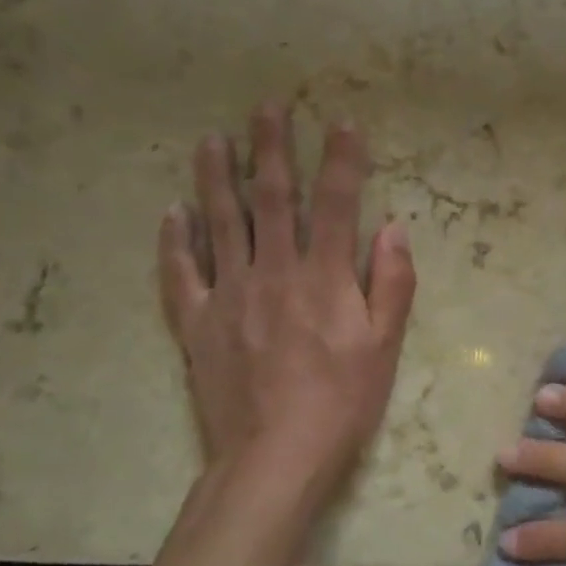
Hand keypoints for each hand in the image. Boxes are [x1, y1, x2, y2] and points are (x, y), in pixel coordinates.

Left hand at [159, 105, 416, 508]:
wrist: (274, 459)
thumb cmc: (342, 403)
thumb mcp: (385, 347)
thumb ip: (392, 283)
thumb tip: (393, 227)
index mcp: (324, 278)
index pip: (337, 203)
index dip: (342, 159)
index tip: (342, 122)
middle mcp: (274, 273)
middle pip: (271, 198)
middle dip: (271, 148)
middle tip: (267, 107)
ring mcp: (228, 296)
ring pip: (220, 223)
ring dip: (216, 177)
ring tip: (212, 139)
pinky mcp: (197, 325)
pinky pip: (180, 274)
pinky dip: (174, 241)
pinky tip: (172, 212)